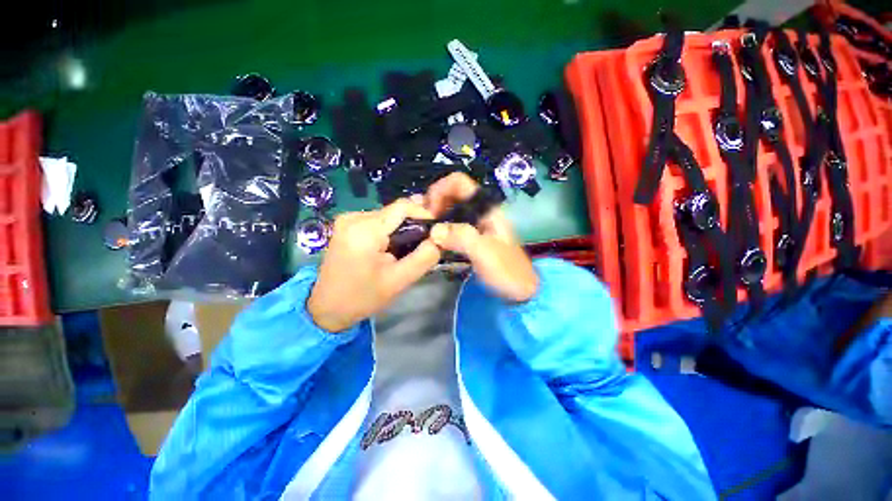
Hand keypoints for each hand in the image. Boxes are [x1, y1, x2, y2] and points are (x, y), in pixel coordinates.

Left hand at [307, 199, 441, 331]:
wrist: (326, 308)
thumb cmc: (363, 297)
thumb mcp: (399, 280)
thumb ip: (424, 257)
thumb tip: (439, 238)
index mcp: (365, 229)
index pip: (402, 206)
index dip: (423, 213)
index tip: (436, 229)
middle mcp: (353, 217)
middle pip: (394, 211)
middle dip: (412, 225)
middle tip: (423, 245)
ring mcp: (347, 219)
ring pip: (387, 216)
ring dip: (401, 229)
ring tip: (406, 250)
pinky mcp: (346, 225)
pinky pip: (376, 221)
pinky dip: (388, 231)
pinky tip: (390, 248)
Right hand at [424, 173, 538, 301]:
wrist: (520, 289)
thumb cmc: (507, 270)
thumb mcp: (485, 252)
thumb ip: (461, 237)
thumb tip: (434, 230)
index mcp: (486, 208)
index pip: (459, 182)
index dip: (440, 190)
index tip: (429, 211)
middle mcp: (479, 211)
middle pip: (451, 194)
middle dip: (434, 204)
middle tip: (423, 223)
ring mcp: (475, 224)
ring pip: (450, 210)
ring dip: (435, 217)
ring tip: (425, 232)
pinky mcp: (471, 237)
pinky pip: (451, 226)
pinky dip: (440, 229)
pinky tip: (434, 241)